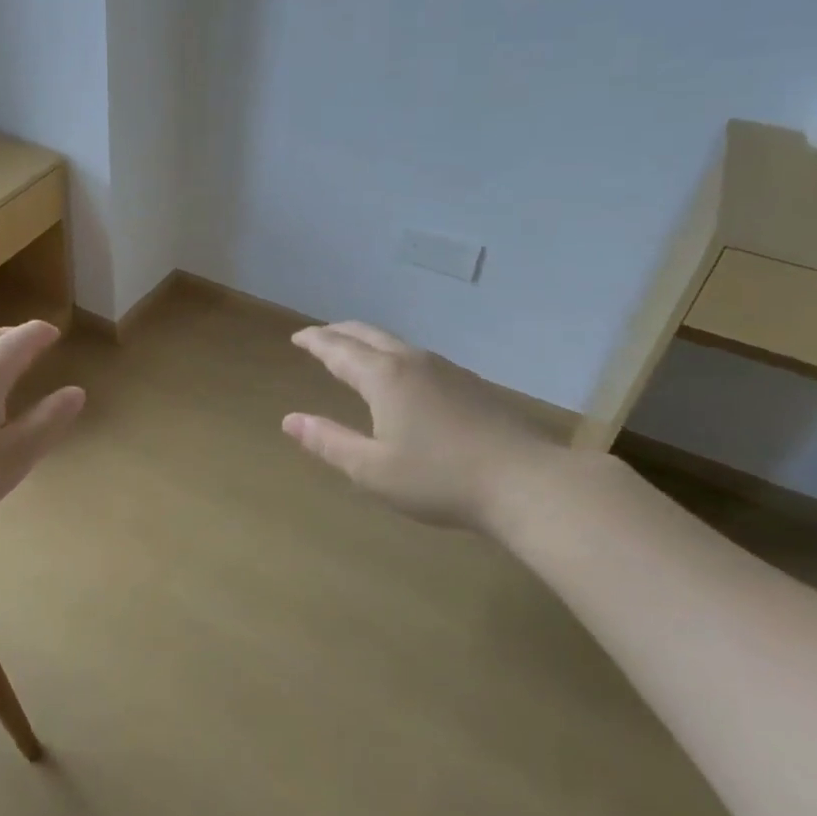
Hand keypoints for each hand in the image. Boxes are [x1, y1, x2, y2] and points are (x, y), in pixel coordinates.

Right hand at [283, 321, 564, 530]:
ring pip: (396, 343)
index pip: (338, 350)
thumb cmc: (439, 478)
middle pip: (368, 335)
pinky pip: (418, 357)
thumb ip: (328, 442)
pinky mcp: (470, 384)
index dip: (315, 341)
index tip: (297, 337)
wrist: (526, 482)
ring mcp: (446, 370)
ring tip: (354, 351)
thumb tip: (289, 420)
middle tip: (319, 336)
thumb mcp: (371, 470)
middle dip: (339, 333)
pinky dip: (393, 355)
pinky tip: (401, 376)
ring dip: (367, 341)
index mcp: (384, 377)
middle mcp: (412, 362)